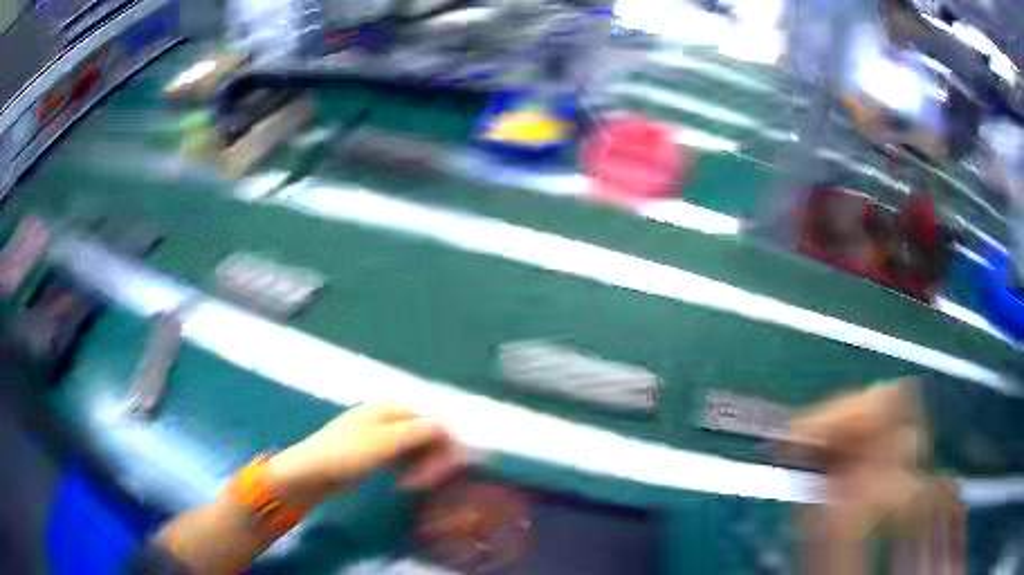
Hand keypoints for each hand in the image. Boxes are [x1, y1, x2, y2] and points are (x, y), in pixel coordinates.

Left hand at [266, 403, 465, 508]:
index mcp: (393, 405)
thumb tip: (451, 426)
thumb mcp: (386, 442)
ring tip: (413, 485)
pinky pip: (405, 455)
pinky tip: (405, 481)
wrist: (311, 471)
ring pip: (418, 446)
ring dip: (422, 466)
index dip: (444, 446)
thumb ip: (421, 432)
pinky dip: (411, 467)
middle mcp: (391, 414)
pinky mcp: (377, 449)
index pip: (435, 420)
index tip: (443, 472)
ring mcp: (383, 431)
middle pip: (427, 433)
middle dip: (432, 458)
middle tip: (426, 484)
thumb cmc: (347, 454)